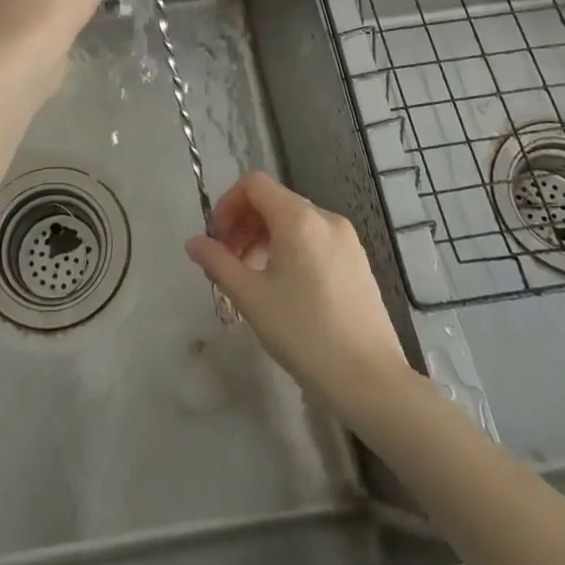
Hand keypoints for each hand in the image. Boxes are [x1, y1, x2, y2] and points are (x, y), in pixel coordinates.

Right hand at [186, 172, 412, 411]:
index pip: (254, 184)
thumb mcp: (251, 297)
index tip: (217, 239)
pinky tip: (283, 285)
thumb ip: (218, 262)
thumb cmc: (304, 333)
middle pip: (274, 200)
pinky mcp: (357, 260)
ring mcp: (346, 238)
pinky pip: (314, 238)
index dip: (228, 203)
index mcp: (298, 218)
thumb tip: (194, 243)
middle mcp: (325, 218)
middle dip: (243, 223)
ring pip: (294, 220)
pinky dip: (289, 247)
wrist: (370, 380)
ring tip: (251, 275)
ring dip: (264, 236)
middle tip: (227, 261)